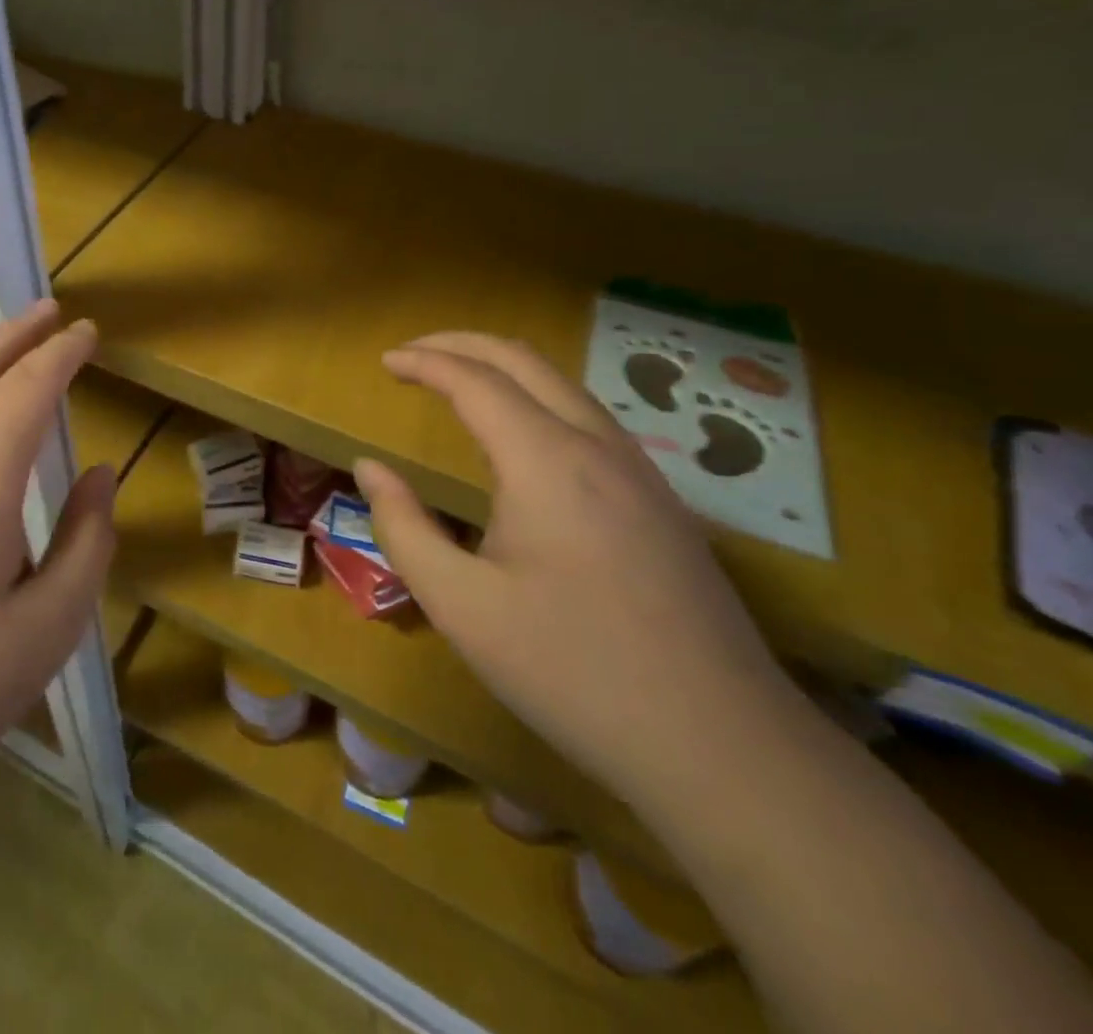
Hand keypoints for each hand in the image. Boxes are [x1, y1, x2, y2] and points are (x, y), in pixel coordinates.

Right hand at [355, 332, 801, 810]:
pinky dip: (539, 400)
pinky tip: (522, 438)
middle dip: (463, 344)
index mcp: (547, 462)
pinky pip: (590, 420)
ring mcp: (642, 474)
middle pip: (526, 361)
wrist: (722, 749)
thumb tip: (370, 468)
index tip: (385, 361)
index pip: (476, 381)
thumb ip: (403, 526)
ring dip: (504, 369)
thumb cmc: (571, 670)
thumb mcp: (460, 605)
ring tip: (458, 382)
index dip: (425, 362)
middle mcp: (599, 448)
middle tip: (414, 353)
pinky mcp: (663, 505)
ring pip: (565, 386)